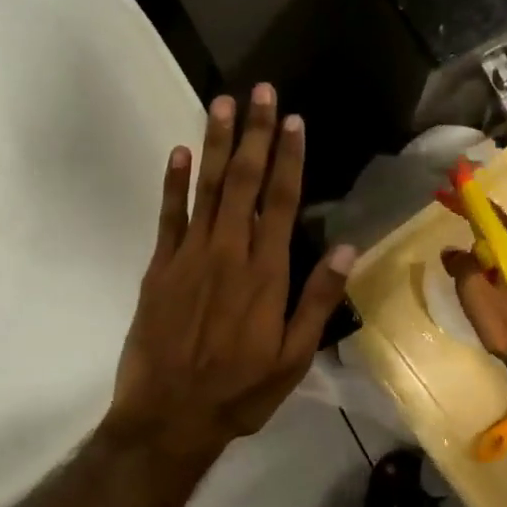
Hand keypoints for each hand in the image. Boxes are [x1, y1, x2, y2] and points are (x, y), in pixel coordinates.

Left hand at [106, 84, 356, 470]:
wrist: (169, 417)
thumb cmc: (239, 391)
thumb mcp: (294, 358)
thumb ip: (318, 301)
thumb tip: (346, 249)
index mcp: (266, 273)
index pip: (281, 201)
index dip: (288, 158)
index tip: (292, 120)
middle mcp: (229, 253)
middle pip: (244, 182)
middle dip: (254, 133)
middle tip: (260, 90)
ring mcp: (190, 256)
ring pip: (206, 188)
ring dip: (215, 143)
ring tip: (222, 103)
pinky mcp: (159, 268)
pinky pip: (168, 216)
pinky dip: (173, 183)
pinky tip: (178, 152)